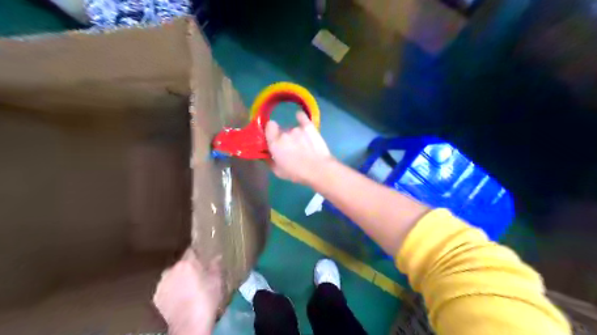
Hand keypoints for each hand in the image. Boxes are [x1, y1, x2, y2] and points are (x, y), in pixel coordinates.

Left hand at [152, 249, 221, 333]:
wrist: (190, 324)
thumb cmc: (207, 299)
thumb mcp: (217, 280)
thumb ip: (215, 265)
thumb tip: (216, 257)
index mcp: (187, 262)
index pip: (192, 250)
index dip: (198, 254)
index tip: (204, 258)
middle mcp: (171, 269)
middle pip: (182, 264)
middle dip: (189, 268)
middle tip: (199, 276)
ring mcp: (162, 283)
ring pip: (173, 276)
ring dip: (179, 279)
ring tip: (190, 289)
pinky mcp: (156, 297)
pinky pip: (166, 288)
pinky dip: (172, 291)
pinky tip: (181, 298)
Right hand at [267, 113, 333, 185]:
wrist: (319, 169)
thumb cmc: (297, 173)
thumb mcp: (278, 172)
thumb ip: (269, 161)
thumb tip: (265, 155)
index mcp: (274, 143)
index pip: (268, 127)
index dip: (270, 131)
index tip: (273, 138)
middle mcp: (284, 133)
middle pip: (281, 129)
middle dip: (283, 136)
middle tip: (289, 146)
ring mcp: (297, 128)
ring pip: (292, 128)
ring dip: (294, 134)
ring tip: (302, 144)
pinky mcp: (309, 126)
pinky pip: (302, 117)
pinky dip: (301, 118)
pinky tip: (300, 118)